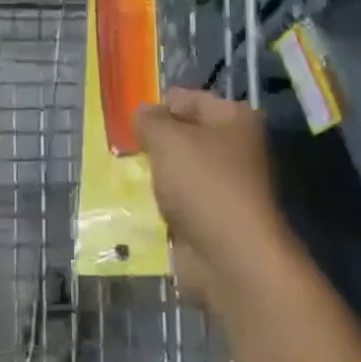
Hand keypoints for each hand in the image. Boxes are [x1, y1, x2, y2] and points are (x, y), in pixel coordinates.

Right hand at [134, 88, 288, 306]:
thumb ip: (149, 121)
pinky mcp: (213, 223)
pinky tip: (137, 204)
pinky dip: (161, 206)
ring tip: (125, 174)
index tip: (130, 119)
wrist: (232, 262)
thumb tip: (141, 114)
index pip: (189, 99)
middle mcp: (236, 150)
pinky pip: (179, 204)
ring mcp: (226, 189)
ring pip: (180, 172)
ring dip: (156, 176)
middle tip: (124, 147)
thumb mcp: (167, 139)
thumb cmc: (204, 185)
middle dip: (155, 142)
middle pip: (185, 136)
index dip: (159, 105)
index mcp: (235, 120)